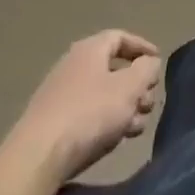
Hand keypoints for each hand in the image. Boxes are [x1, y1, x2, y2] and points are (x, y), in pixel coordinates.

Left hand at [8, 31, 162, 185]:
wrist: (37, 156)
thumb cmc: (89, 113)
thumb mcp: (129, 88)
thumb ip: (146, 70)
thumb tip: (149, 62)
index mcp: (90, 49)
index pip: (120, 37)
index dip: (141, 47)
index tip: (157, 62)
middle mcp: (73, 65)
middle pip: (112, 68)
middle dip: (135, 85)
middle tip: (149, 103)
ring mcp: (59, 94)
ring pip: (101, 94)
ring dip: (123, 107)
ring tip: (136, 128)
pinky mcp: (52, 121)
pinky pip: (87, 113)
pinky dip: (105, 120)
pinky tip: (114, 139)